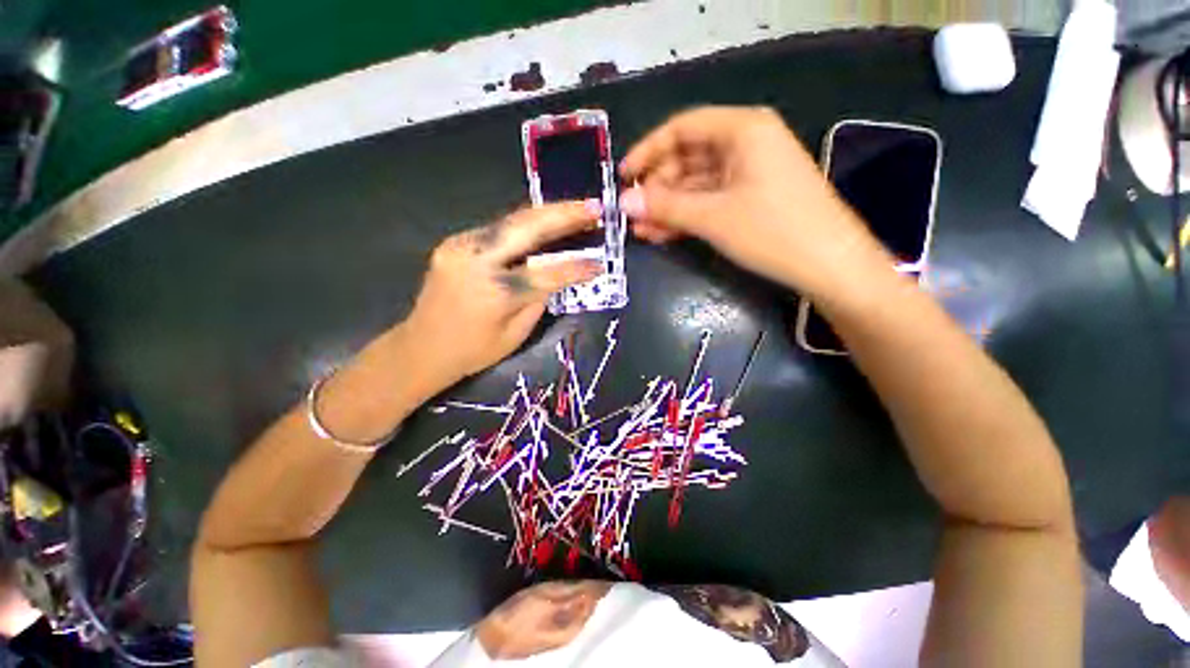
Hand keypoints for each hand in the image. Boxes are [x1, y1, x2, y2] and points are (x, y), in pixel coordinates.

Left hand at [403, 201, 602, 380]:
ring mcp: (461, 246)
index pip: (548, 274)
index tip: (601, 263)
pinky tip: (543, 224)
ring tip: (575, 209)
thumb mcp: (516, 335)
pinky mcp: (454, 242)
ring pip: (512, 221)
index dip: (577, 268)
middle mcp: (477, 261)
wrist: (420, 348)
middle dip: (565, 214)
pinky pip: (497, 229)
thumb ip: (538, 300)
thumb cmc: (473, 351)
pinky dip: (524, 225)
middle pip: (528, 228)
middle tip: (593, 206)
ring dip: (546, 214)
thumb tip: (555, 275)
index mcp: (496, 293)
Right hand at [619, 106, 883, 294]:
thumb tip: (623, 202)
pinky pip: (710, 202)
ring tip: (641, 230)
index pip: (682, 128)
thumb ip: (665, 207)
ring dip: (668, 207)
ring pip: (696, 185)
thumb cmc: (773, 231)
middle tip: (632, 214)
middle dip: (657, 188)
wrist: (831, 267)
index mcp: (742, 129)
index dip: (648, 151)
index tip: (624, 177)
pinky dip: (686, 217)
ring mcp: (749, 174)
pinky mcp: (751, 200)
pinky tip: (662, 234)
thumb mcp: (713, 217)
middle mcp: (746, 143)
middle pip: (688, 158)